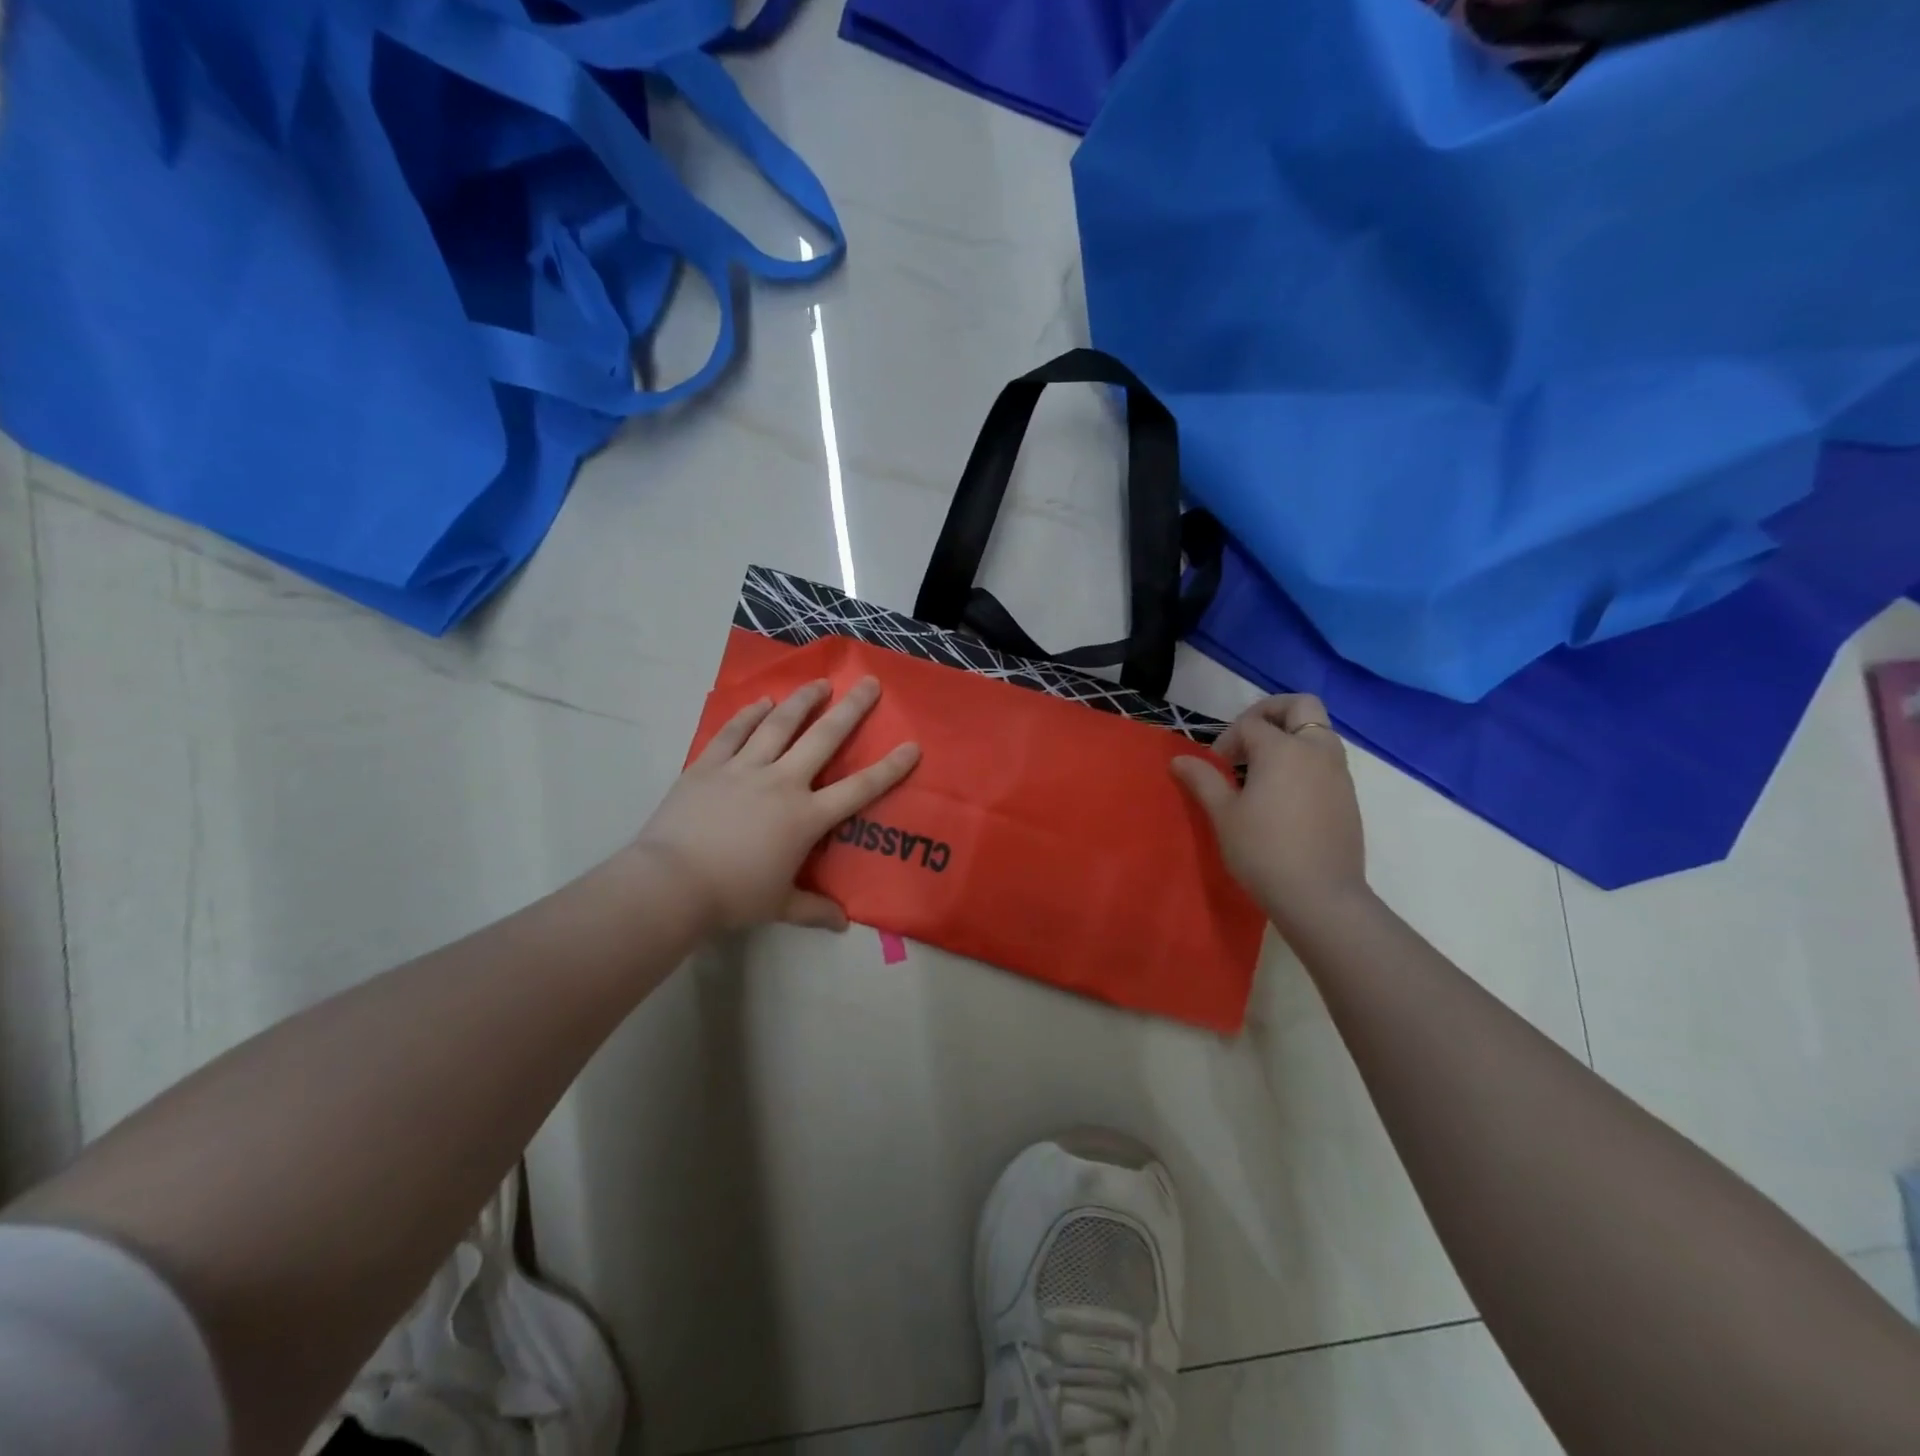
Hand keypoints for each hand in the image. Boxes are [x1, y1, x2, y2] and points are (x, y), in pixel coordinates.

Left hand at [632, 677, 919, 932]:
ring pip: (779, 725)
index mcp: (806, 817)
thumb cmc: (733, 896)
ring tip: (819, 682)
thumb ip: (814, 910)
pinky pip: (734, 732)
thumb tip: (842, 923)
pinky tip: (762, 701)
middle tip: (869, 683)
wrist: (672, 883)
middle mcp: (782, 783)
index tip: (912, 745)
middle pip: (823, 738)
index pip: (859, 789)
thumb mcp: (780, 906)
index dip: (889, 768)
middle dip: (851, 709)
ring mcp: (744, 769)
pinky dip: (749, 715)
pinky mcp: (709, 765)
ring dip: (802, 701)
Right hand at [1171, 693, 1367, 934]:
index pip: (1251, 724)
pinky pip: (1327, 760)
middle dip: (1271, 712)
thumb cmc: (1263, 851)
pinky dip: (1306, 760)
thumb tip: (1179, 759)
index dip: (1228, 739)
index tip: (1215, 766)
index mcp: (1283, 749)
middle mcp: (1316, 750)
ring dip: (1291, 737)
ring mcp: (1338, 773)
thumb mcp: (1224, 815)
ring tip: (1264, 770)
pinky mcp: (1349, 796)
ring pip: (1318, 732)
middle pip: (1300, 706)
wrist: (1320, 897)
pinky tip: (1285, 795)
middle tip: (1248, 738)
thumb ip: (1203, 780)